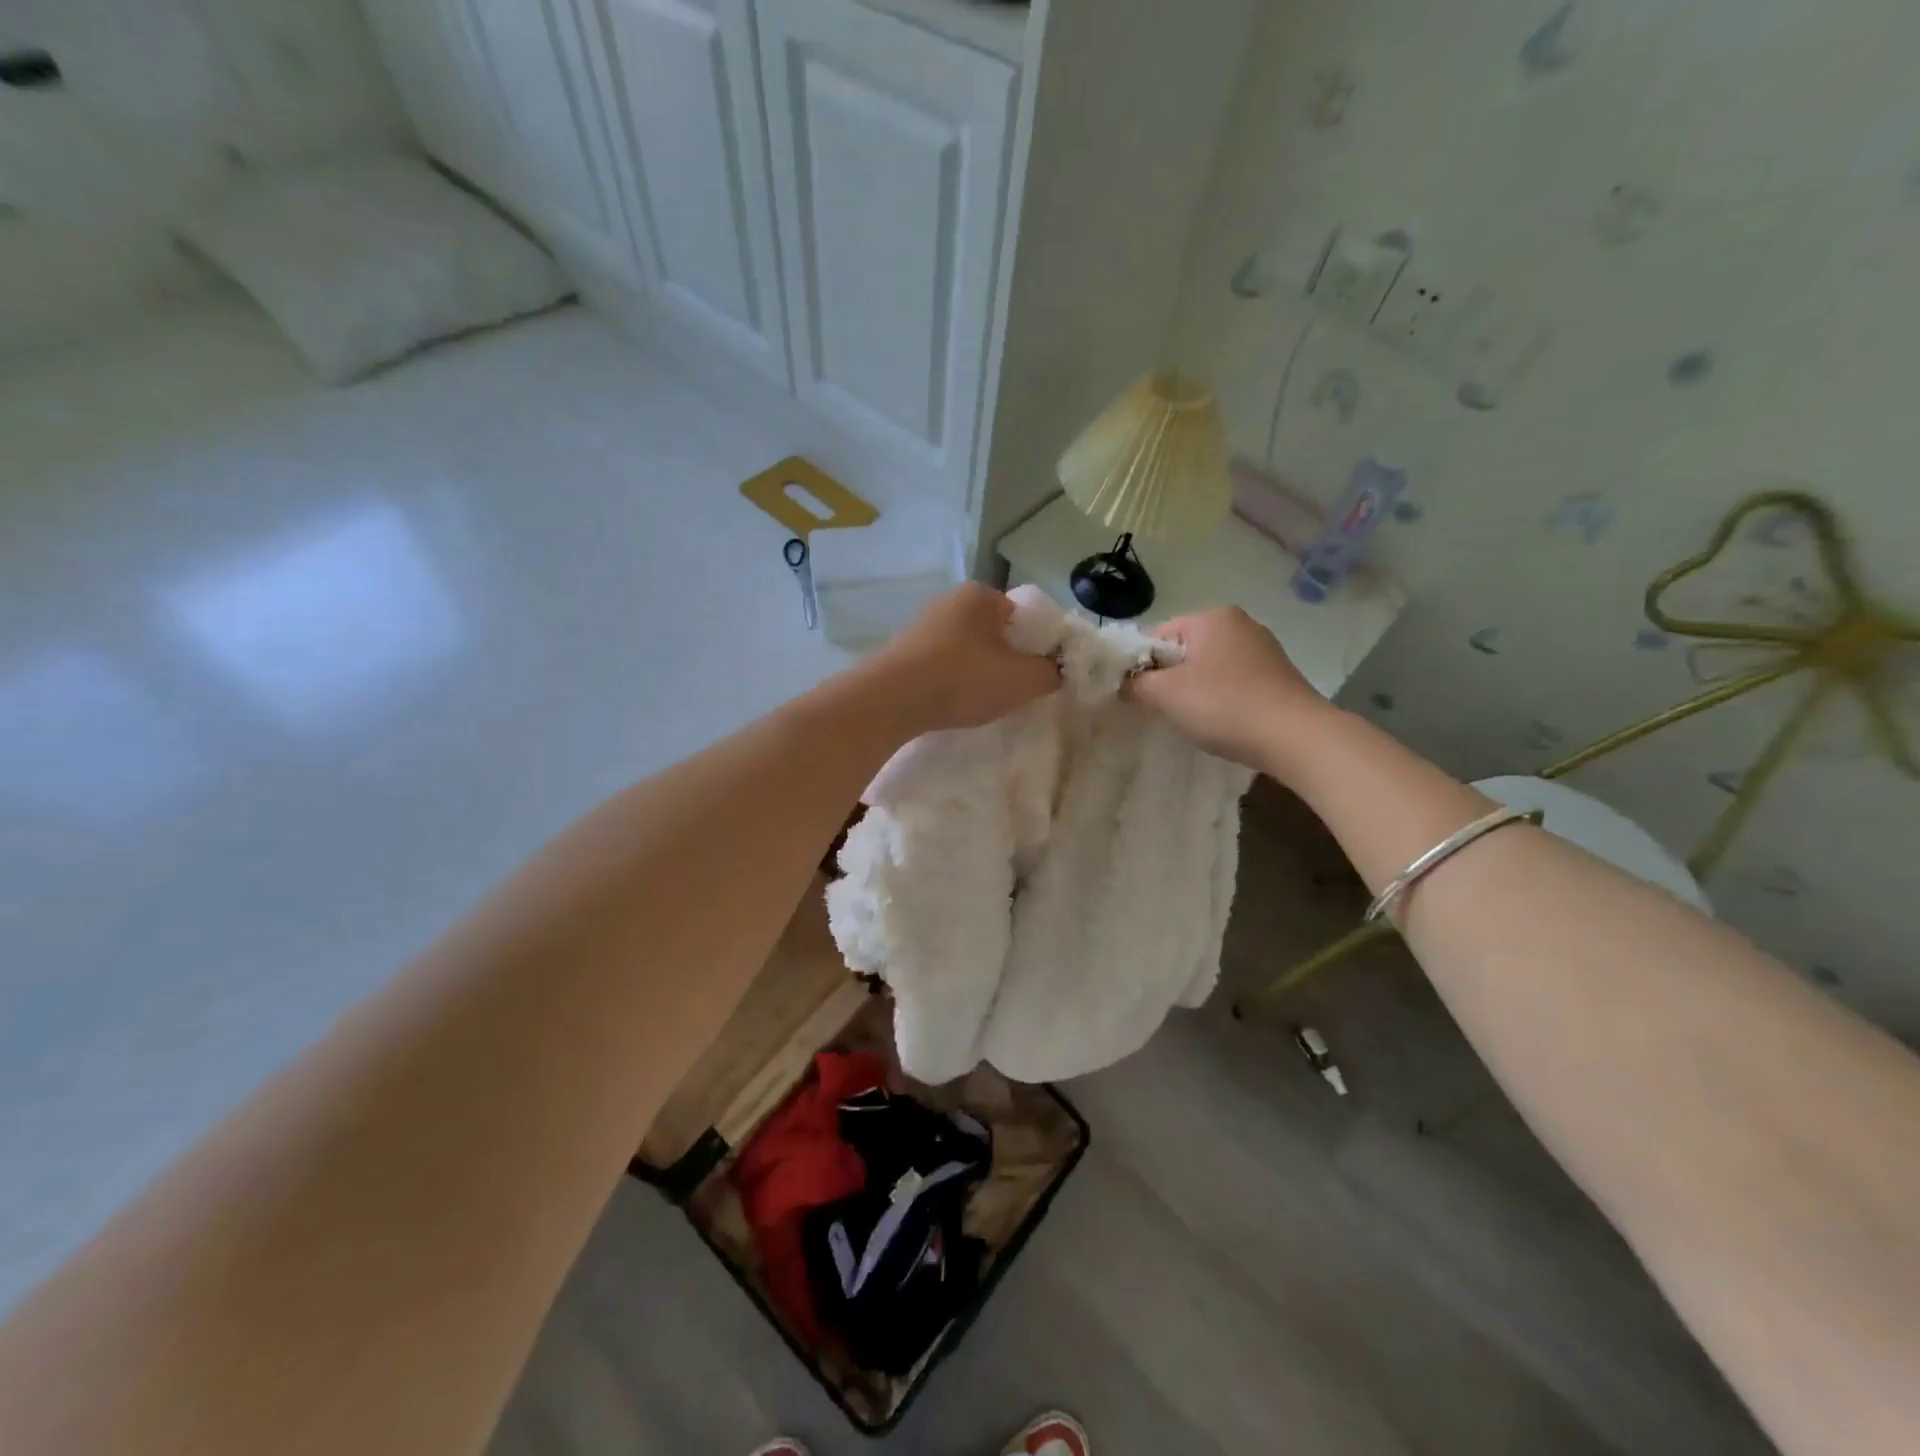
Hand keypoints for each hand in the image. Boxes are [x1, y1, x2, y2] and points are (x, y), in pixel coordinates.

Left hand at [869, 583, 1060, 733]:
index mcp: (982, 595)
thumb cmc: (964, 679)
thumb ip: (1050, 672)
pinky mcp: (904, 650)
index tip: (1037, 672)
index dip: (1036, 644)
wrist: (893, 699)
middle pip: (993, 631)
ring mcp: (923, 624)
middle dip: (1005, 657)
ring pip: (966, 647)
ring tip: (983, 699)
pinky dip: (952, 678)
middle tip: (1013, 689)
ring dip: (977, 669)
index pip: (1023, 615)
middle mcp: (950, 600)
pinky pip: (941, 662)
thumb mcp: (1022, 680)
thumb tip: (1056, 670)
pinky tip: (953, 701)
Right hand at [1124, 607, 1326, 767]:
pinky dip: (1222, 696)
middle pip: (1185, 649)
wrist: (1295, 736)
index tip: (1141, 695)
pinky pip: (1234, 679)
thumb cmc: (1224, 706)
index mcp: (1211, 616)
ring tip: (1196, 718)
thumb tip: (1124, 680)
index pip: (1157, 635)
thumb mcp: (1166, 695)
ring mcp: (1263, 647)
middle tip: (1166, 709)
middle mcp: (1239, 622)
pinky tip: (1224, 719)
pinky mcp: (1278, 672)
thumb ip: (1136, 682)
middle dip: (1170, 677)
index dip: (1142, 665)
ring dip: (1196, 689)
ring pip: (1210, 666)